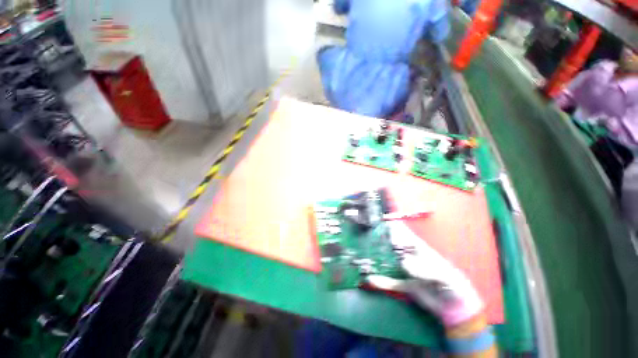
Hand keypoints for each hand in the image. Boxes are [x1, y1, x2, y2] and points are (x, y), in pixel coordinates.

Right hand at [366, 222, 483, 326]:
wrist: (455, 307)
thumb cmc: (453, 285)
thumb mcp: (443, 275)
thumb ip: (425, 268)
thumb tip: (403, 263)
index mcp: (420, 251)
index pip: (405, 235)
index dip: (395, 228)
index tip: (382, 223)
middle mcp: (410, 258)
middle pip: (394, 246)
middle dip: (382, 241)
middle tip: (367, 238)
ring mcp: (406, 271)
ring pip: (389, 262)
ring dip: (378, 259)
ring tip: (364, 255)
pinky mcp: (405, 286)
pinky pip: (390, 282)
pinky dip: (381, 281)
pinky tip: (371, 280)